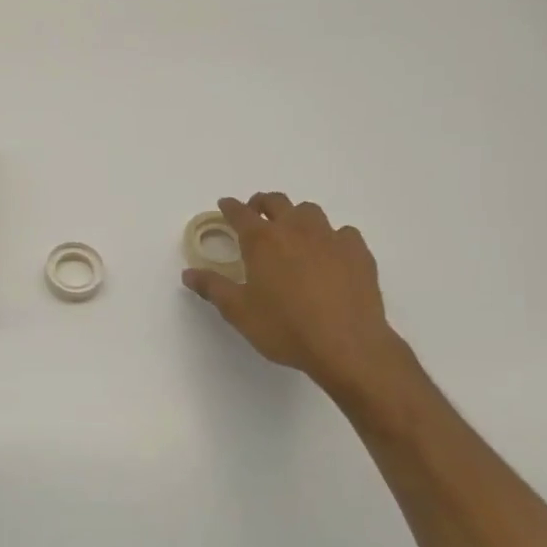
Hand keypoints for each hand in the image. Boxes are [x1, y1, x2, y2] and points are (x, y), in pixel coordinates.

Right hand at [182, 193, 413, 408]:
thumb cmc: (285, 327)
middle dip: (262, 203)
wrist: (347, 344)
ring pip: (310, 211)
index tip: (225, 205)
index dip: (230, 207)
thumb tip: (189, 273)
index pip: (240, 213)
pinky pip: (342, 233)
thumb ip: (212, 288)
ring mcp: (330, 237)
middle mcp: (295, 229)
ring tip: (292, 232)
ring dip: (296, 216)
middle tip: (256, 214)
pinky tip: (330, 254)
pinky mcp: (358, 252)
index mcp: (262, 240)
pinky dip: (331, 237)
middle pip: (276, 202)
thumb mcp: (239, 312)